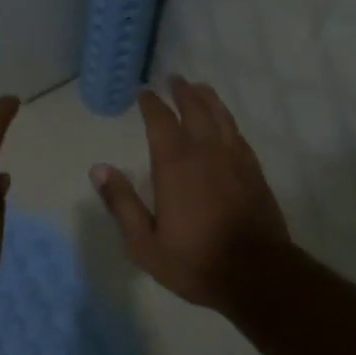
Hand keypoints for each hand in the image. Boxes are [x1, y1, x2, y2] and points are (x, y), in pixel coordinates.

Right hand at [90, 76, 290, 309]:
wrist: (257, 275)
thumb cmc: (195, 262)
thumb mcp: (145, 243)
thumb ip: (122, 203)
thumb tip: (98, 169)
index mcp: (175, 165)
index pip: (161, 121)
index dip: (151, 104)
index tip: (143, 93)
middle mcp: (206, 152)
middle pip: (195, 109)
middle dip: (182, 92)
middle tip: (174, 79)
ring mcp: (235, 159)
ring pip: (221, 117)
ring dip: (208, 99)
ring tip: (200, 88)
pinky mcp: (254, 171)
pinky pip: (238, 135)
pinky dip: (227, 121)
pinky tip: (224, 123)